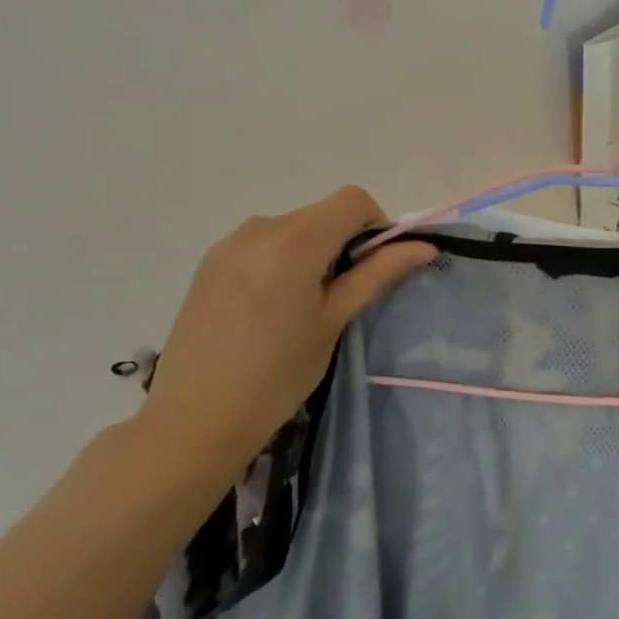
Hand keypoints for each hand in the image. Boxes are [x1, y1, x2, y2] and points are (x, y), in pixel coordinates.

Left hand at [134, 188, 434, 484]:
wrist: (195, 418)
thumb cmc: (277, 374)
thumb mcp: (334, 321)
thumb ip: (377, 274)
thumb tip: (423, 247)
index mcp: (294, 240)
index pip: (352, 200)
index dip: (376, 224)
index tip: (375, 267)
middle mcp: (259, 228)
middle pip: (321, 213)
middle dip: (345, 241)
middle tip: (344, 295)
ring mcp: (228, 244)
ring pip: (292, 228)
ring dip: (313, 251)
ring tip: (304, 307)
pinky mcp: (210, 263)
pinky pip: (262, 244)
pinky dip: (283, 260)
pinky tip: (271, 309)